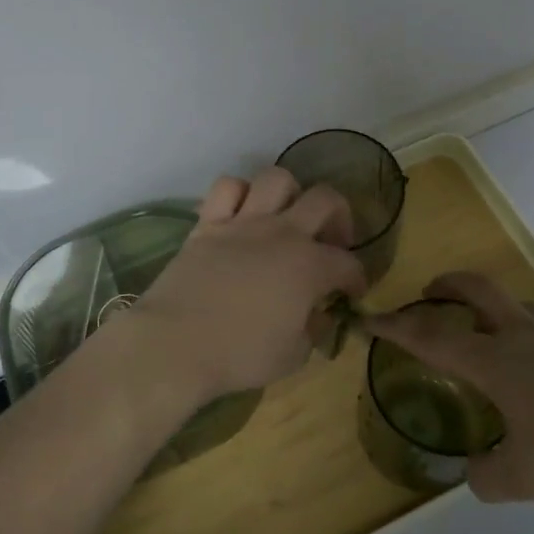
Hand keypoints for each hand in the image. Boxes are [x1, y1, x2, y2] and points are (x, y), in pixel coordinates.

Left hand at [129, 167, 367, 402]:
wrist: (176, 343)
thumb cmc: (240, 354)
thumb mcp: (293, 356)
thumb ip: (313, 331)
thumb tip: (319, 315)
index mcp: (310, 266)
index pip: (348, 264)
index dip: (357, 278)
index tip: (352, 293)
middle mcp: (283, 232)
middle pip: (325, 199)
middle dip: (338, 216)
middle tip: (330, 241)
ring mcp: (244, 222)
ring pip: (277, 178)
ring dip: (289, 194)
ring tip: (286, 217)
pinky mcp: (208, 222)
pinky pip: (227, 187)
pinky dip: (238, 194)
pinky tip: (241, 214)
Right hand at [366, 272, 533, 509]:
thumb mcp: (525, 477)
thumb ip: (489, 478)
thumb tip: (474, 474)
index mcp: (496, 362)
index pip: (432, 338)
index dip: (396, 327)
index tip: (369, 317)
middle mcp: (524, 337)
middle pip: (477, 291)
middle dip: (447, 286)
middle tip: (430, 292)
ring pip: (517, 304)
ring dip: (492, 306)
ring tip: (487, 330)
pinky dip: (530, 335)